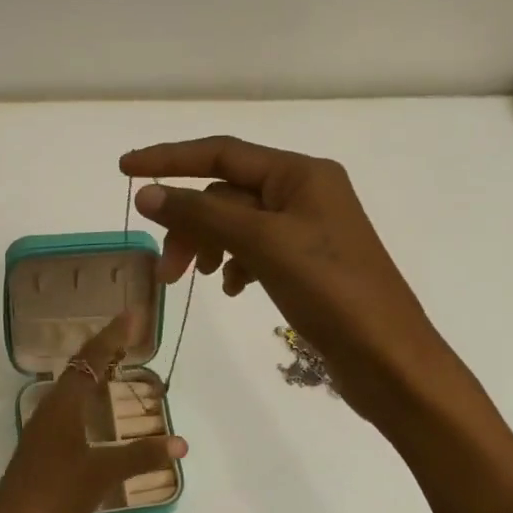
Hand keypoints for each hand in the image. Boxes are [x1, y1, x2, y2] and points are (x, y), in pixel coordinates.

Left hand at [0, 309, 187, 512]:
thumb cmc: (54, 497)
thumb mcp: (101, 474)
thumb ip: (141, 456)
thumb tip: (180, 442)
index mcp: (61, 406)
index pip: (90, 359)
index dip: (113, 336)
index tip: (134, 314)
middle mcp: (49, 411)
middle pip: (79, 369)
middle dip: (105, 348)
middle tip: (131, 333)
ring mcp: (43, 433)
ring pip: (72, 390)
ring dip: (95, 373)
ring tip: (119, 364)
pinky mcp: (42, 453)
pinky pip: (69, 411)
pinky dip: (88, 400)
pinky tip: (97, 414)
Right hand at [120, 136, 454, 433]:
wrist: (387, 357)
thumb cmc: (330, 291)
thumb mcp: (262, 244)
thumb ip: (202, 214)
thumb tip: (147, 193)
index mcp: (301, 173)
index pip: (222, 154)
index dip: (170, 159)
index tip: (124, 169)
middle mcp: (305, 191)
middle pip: (226, 194)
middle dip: (189, 224)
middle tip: (165, 269)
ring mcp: (308, 229)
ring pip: (237, 224)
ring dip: (208, 246)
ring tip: (191, 280)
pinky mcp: (308, 263)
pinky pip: (255, 250)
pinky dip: (235, 264)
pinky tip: (231, 288)